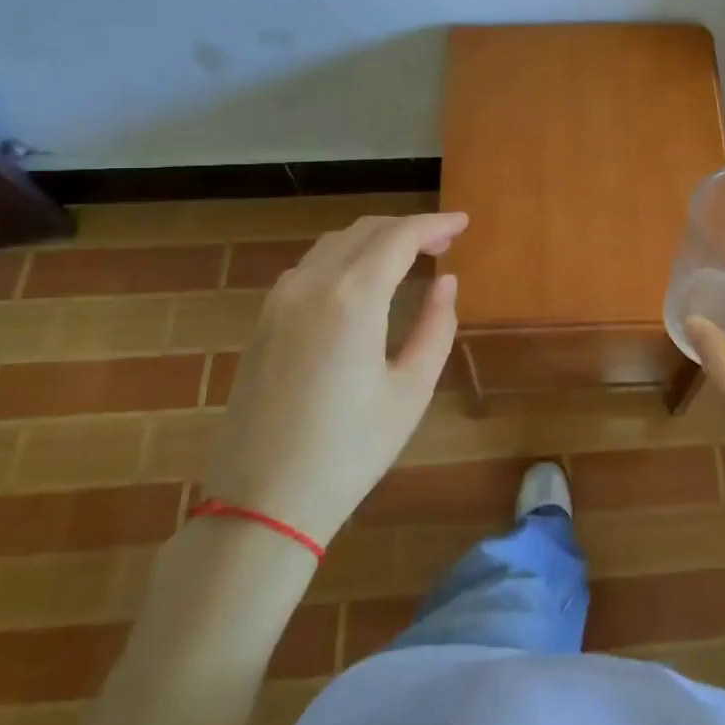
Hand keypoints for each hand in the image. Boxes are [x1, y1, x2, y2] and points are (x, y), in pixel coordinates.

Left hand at [201, 212, 466, 546]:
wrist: (261, 502)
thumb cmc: (350, 450)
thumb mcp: (411, 390)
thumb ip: (436, 326)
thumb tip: (445, 281)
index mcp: (352, 298)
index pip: (399, 237)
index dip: (435, 224)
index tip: (463, 223)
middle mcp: (311, 284)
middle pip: (365, 231)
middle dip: (408, 228)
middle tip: (444, 241)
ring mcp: (279, 300)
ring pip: (334, 244)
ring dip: (374, 239)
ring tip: (409, 256)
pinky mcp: (263, 321)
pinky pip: (310, 267)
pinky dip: (344, 257)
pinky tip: (362, 280)